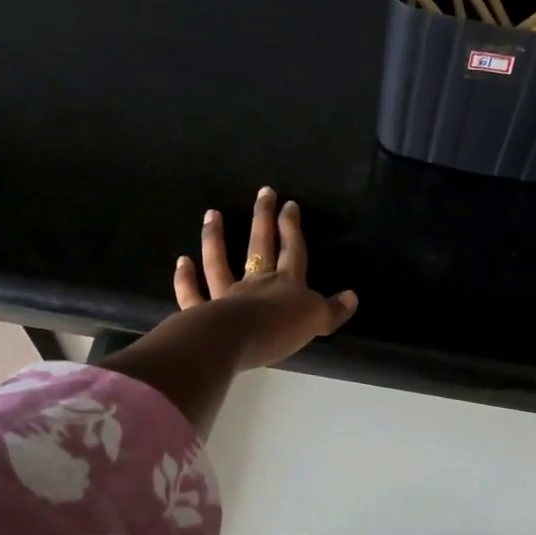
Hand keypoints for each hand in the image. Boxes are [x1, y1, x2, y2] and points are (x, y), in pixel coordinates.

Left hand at [172, 187, 357, 370]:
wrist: (236, 341)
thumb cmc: (279, 329)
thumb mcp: (315, 321)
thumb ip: (332, 310)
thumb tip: (353, 297)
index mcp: (286, 284)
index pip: (293, 251)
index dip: (292, 228)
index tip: (290, 205)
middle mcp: (255, 283)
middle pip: (260, 246)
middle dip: (263, 219)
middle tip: (263, 192)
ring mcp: (225, 296)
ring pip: (219, 262)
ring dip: (215, 238)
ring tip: (212, 214)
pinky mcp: (201, 313)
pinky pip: (192, 293)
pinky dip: (185, 279)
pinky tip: (182, 261)